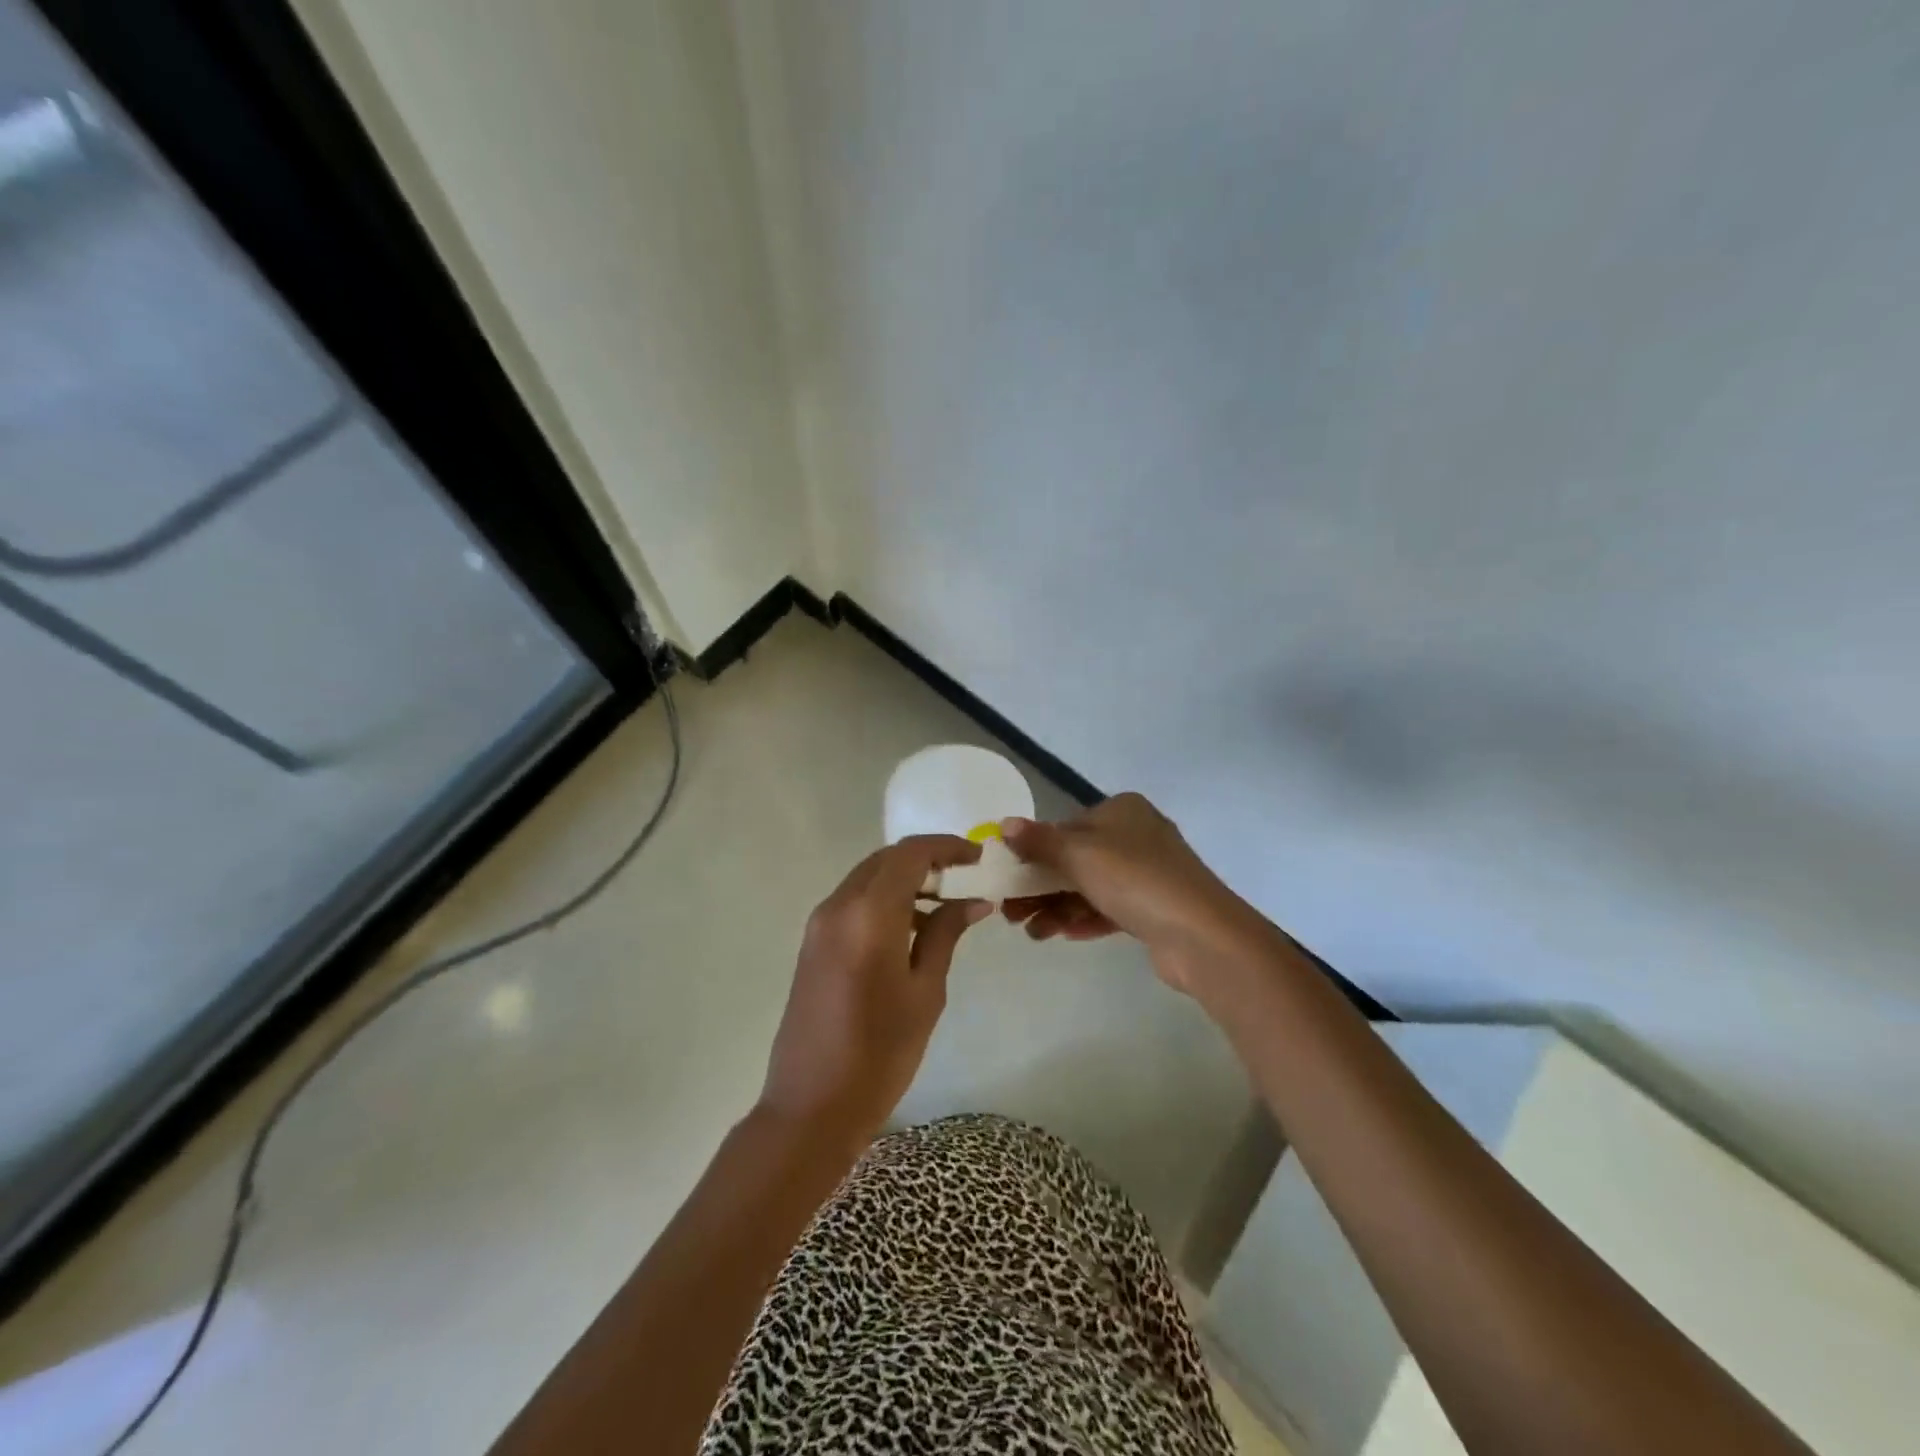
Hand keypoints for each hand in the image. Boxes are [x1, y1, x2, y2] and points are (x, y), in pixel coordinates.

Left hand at [760, 836, 990, 1146]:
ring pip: (868, 878)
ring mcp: (819, 924)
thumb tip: (973, 900)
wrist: (811, 1106)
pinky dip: (884, 900)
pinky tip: (911, 928)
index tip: (978, 858)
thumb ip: (945, 935)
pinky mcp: (812, 943)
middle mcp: (838, 906)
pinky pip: (853, 902)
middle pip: (886, 860)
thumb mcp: (925, 992)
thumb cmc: (880, 1053)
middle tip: (965, 879)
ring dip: (904, 880)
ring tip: (945, 906)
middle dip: (927, 860)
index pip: (910, 854)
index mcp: (868, 914)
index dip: (947, 847)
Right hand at [1000, 793, 1255, 994]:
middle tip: (1010, 913)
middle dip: (1040, 886)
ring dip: (1057, 908)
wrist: (1201, 935)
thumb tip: (1004, 824)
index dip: (1034, 851)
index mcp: (1121, 811)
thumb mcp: (1079, 853)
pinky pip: (1108, 909)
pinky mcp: (1154, 909)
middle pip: (1075, 859)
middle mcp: (1136, 836)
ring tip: (1031, 932)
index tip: (1008, 877)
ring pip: (1089, 887)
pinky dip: (1082, 920)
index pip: (1066, 826)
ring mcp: (1148, 875)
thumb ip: (1039, 840)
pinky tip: (1059, 935)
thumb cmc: (1134, 879)